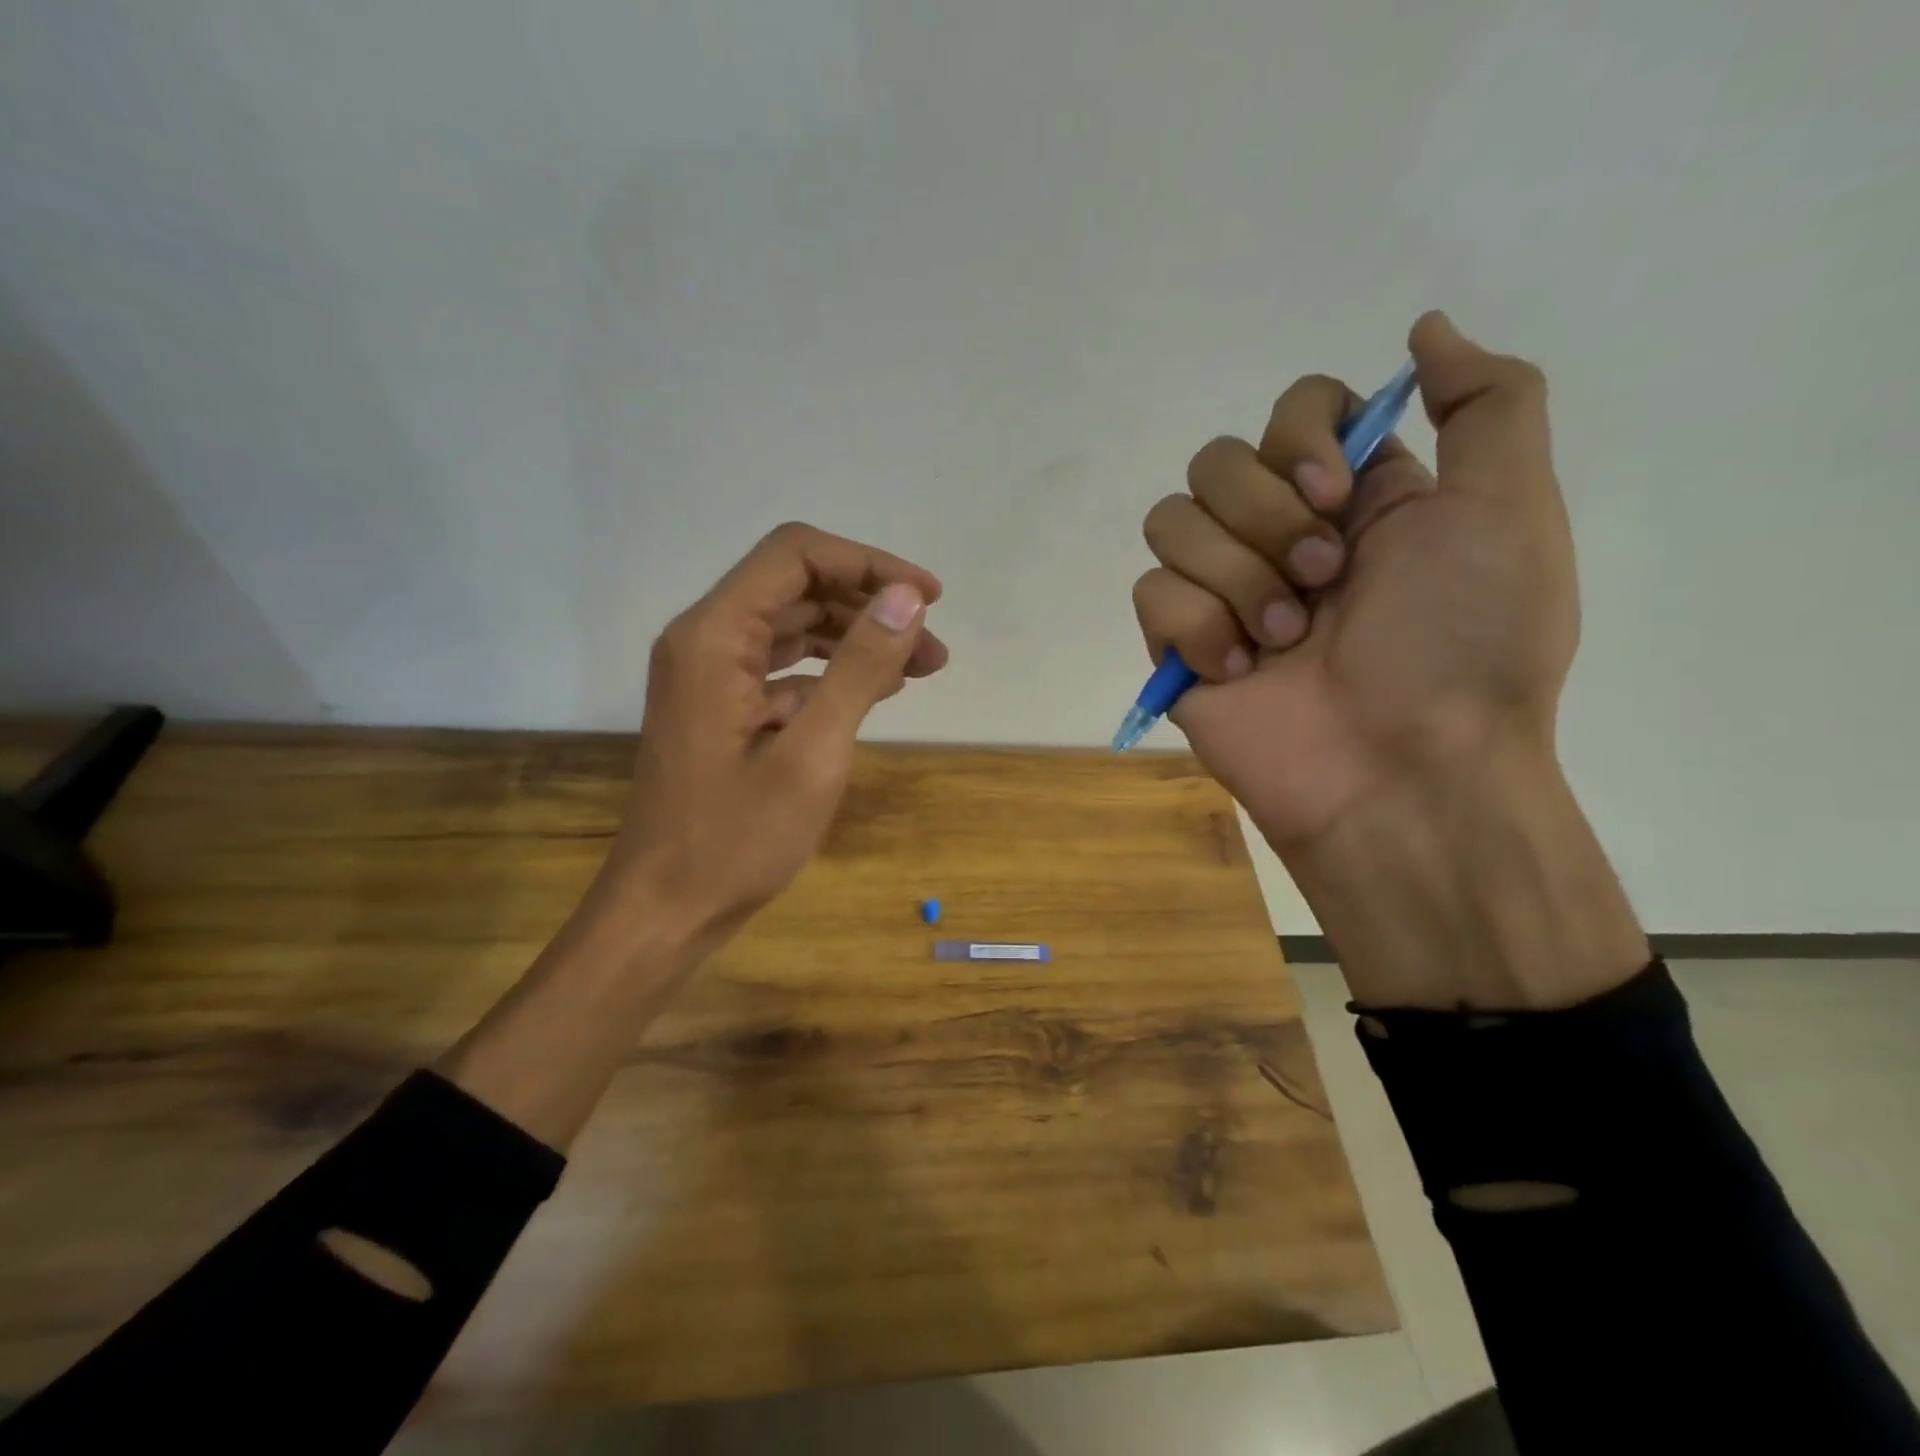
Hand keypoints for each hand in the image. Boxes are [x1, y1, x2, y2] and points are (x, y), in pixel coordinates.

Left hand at [587, 522, 946, 954]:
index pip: (796, 555)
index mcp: (715, 636)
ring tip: (919, 668)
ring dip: (856, 637)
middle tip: (933, 647)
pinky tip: (874, 693)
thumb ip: (859, 667)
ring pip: (792, 625)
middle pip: (796, 585)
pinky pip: (783, 667)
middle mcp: (705, 640)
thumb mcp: (812, 753)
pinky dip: (831, 671)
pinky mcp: (720, 706)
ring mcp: (710, 674)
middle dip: (870, 605)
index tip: (928, 598)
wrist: (667, 910)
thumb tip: (909, 598)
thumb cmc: (736, 840)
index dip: (868, 563)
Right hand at [1135, 313, 1643, 1006]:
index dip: (1299, 440)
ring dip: (1235, 578)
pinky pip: (1151, 594)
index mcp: (1353, 498)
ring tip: (1283, 639)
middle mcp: (1279, 535)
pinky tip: (1240, 670)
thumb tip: (1423, 329)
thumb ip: (1487, 404)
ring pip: (1170, 521)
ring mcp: (1222, 592)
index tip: (1338, 497)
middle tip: (1322, 584)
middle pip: (1216, 461)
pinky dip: (1197, 628)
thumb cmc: (1464, 647)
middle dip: (1266, 521)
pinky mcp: (1177, 645)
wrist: (1400, 773)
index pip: (1290, 411)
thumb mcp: (1509, 512)